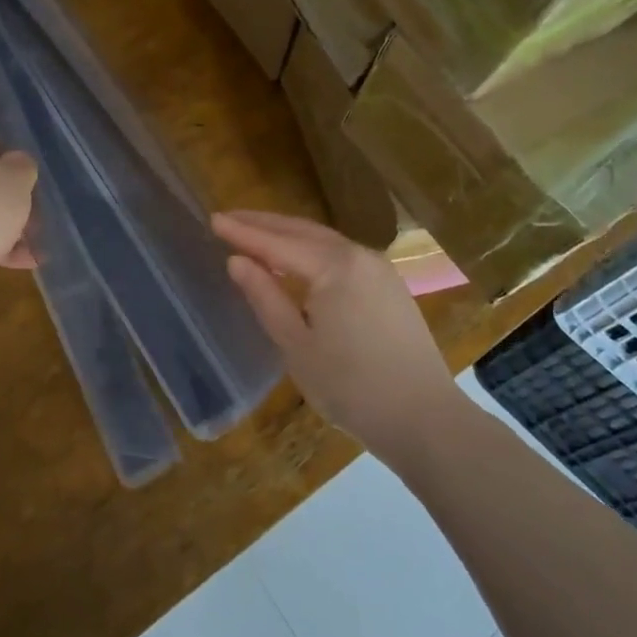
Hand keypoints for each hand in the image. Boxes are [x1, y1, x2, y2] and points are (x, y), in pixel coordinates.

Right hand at [214, 210, 461, 450]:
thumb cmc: (352, 386)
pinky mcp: (390, 287)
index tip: (212, 219)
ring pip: (324, 241)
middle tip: (229, 218)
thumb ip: (265, 297)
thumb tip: (236, 261)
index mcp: (334, 267)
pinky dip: (312, 251)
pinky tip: (296, 261)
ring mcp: (380, 270)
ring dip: (288, 235)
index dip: (242, 232)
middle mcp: (360, 256)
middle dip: (264, 223)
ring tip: (255, 233)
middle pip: (303, 232)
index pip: (277, 243)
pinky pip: (342, 256)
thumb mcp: (296, 344)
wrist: (424, 419)